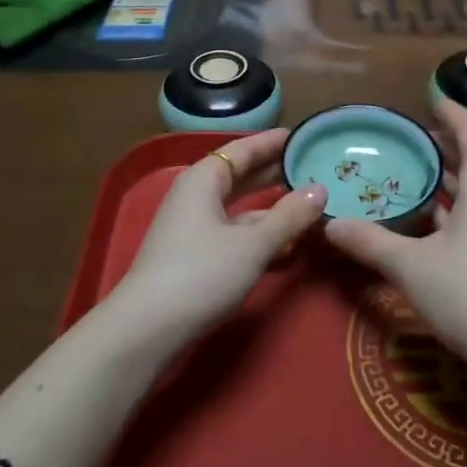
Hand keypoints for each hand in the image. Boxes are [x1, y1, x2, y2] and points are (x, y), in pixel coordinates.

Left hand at [113, 129, 326, 347]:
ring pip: (239, 208)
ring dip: (271, 208)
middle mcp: (196, 196)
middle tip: (312, 167)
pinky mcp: (194, 257)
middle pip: (241, 176)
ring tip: (309, 205)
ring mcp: (193, 228)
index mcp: (204, 179)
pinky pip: (234, 234)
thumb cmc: (200, 274)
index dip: (272, 143)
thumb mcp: (253, 244)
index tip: (302, 136)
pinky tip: (287, 246)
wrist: (146, 330)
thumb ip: (289, 216)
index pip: (244, 149)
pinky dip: (259, 235)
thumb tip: (320, 189)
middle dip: (274, 173)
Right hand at [323, 100, 466, 377]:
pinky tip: (434, 220)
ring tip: (419, 172)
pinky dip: (460, 204)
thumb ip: (370, 242)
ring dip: (454, 176)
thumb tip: (329, 225)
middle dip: (449, 144)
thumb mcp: (411, 266)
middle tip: (415, 137)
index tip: (432, 99)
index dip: (452, 113)